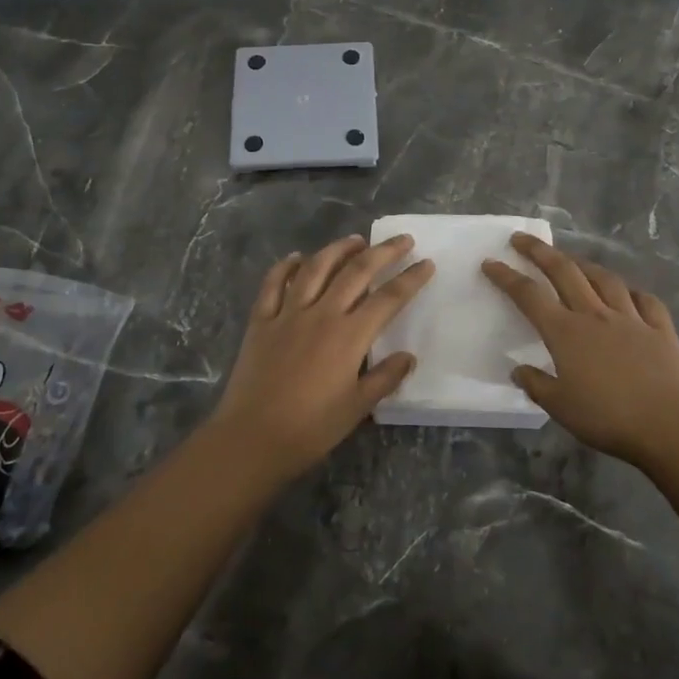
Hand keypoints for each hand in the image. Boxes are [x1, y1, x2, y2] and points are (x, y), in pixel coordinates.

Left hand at [212, 235, 434, 479]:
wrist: (252, 438)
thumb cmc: (310, 428)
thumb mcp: (356, 408)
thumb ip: (384, 378)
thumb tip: (408, 356)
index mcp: (349, 336)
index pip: (388, 298)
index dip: (410, 279)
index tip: (427, 263)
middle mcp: (321, 314)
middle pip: (356, 272)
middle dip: (383, 252)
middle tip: (401, 240)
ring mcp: (288, 314)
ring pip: (316, 268)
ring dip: (338, 250)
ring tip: (356, 240)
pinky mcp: (261, 321)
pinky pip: (274, 284)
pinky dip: (286, 266)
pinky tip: (297, 257)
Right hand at [482, 233, 678, 468]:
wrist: (669, 424)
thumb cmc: (607, 417)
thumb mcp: (560, 407)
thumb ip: (536, 385)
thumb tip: (518, 369)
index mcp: (566, 332)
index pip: (529, 296)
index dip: (507, 277)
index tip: (490, 262)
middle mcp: (595, 315)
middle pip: (564, 272)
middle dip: (540, 251)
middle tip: (522, 239)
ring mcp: (630, 318)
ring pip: (604, 279)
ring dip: (584, 265)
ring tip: (573, 260)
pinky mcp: (660, 329)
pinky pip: (646, 301)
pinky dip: (633, 293)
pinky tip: (629, 293)